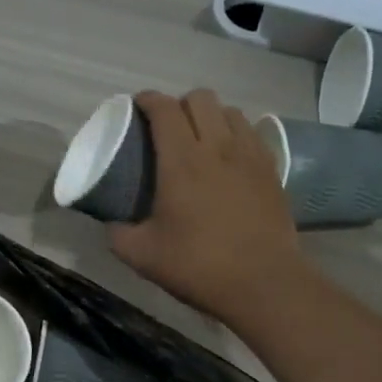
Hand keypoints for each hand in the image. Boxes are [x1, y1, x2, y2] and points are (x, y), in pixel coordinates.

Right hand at [109, 90, 305, 325]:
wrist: (262, 282)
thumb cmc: (198, 266)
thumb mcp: (142, 255)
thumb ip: (118, 233)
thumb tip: (110, 223)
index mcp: (181, 161)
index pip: (164, 109)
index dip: (147, 100)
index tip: (136, 106)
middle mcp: (217, 147)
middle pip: (200, 98)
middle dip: (179, 103)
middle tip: (167, 127)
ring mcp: (249, 156)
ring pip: (230, 111)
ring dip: (210, 116)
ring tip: (200, 139)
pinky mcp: (271, 170)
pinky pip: (252, 133)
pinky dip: (235, 134)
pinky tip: (228, 158)